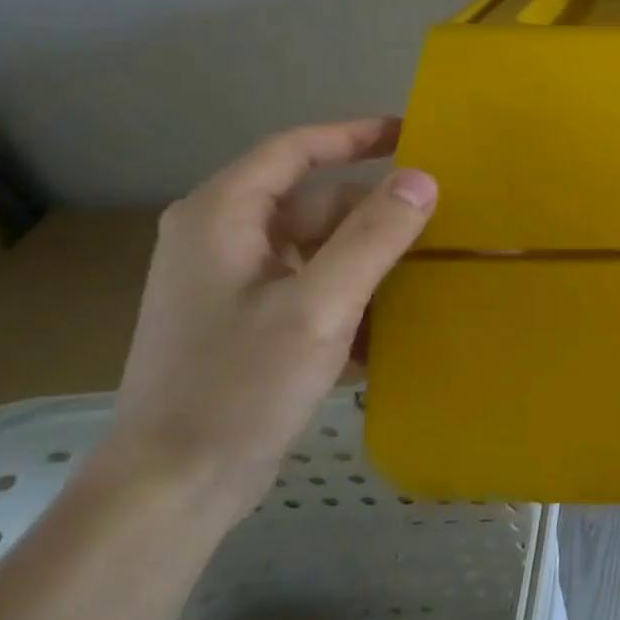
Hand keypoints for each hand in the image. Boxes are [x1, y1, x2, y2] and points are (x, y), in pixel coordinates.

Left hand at [94, 118, 436, 525]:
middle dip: (378, 215)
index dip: (355, 135)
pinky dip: (354, 296)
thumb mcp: (318, 305)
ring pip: (321, 249)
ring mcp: (235, 285)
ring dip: (372, 260)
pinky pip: (315, 288)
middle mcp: (223, 240)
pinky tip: (393, 323)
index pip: (295, 150)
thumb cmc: (240, 385)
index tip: (414, 134)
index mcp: (223, 218)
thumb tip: (424, 179)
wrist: (175, 484)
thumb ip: (373, 237)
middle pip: (316, 205)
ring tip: (432, 274)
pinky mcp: (250, 323)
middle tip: (443, 224)